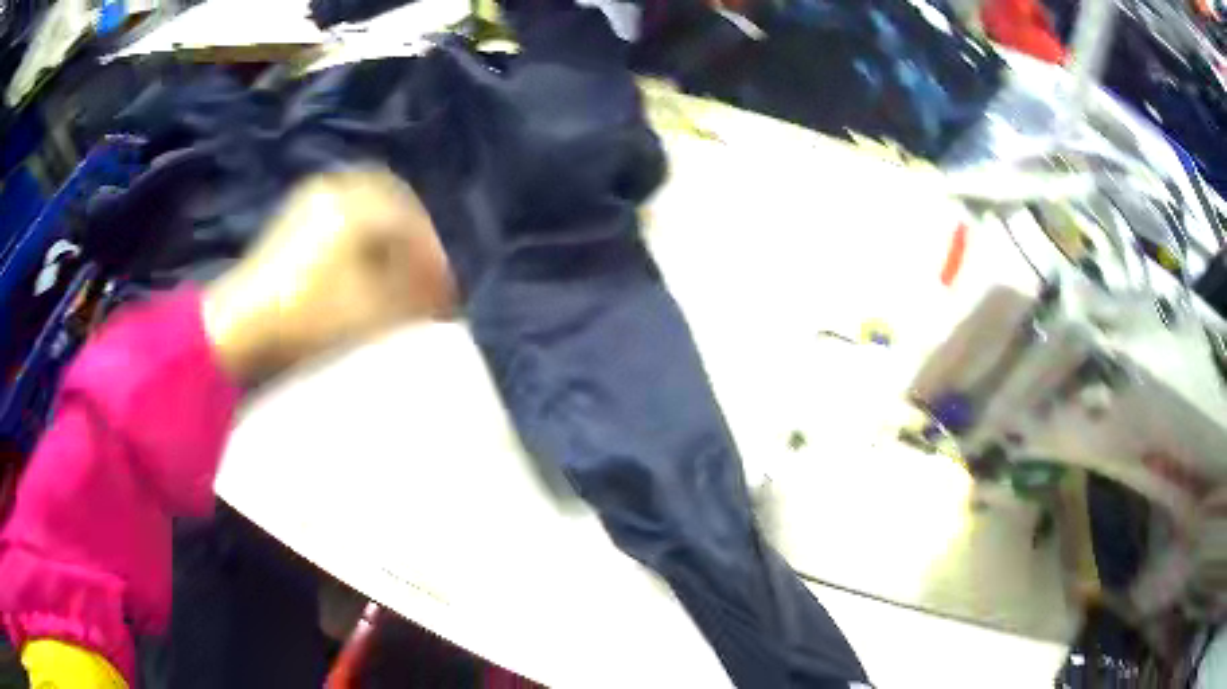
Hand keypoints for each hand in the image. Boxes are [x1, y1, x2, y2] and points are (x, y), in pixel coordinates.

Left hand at [203, 167, 455, 381]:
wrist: (237, 328)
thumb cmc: (307, 316)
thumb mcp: (372, 310)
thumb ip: (415, 298)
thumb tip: (442, 295)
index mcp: (358, 203)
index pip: (413, 226)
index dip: (435, 260)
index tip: (448, 292)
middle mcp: (337, 189)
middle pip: (394, 205)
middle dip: (415, 240)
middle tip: (427, 273)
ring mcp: (310, 201)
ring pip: (367, 209)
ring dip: (388, 237)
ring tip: (398, 272)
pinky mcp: (294, 219)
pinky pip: (342, 217)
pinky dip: (362, 237)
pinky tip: (364, 264)